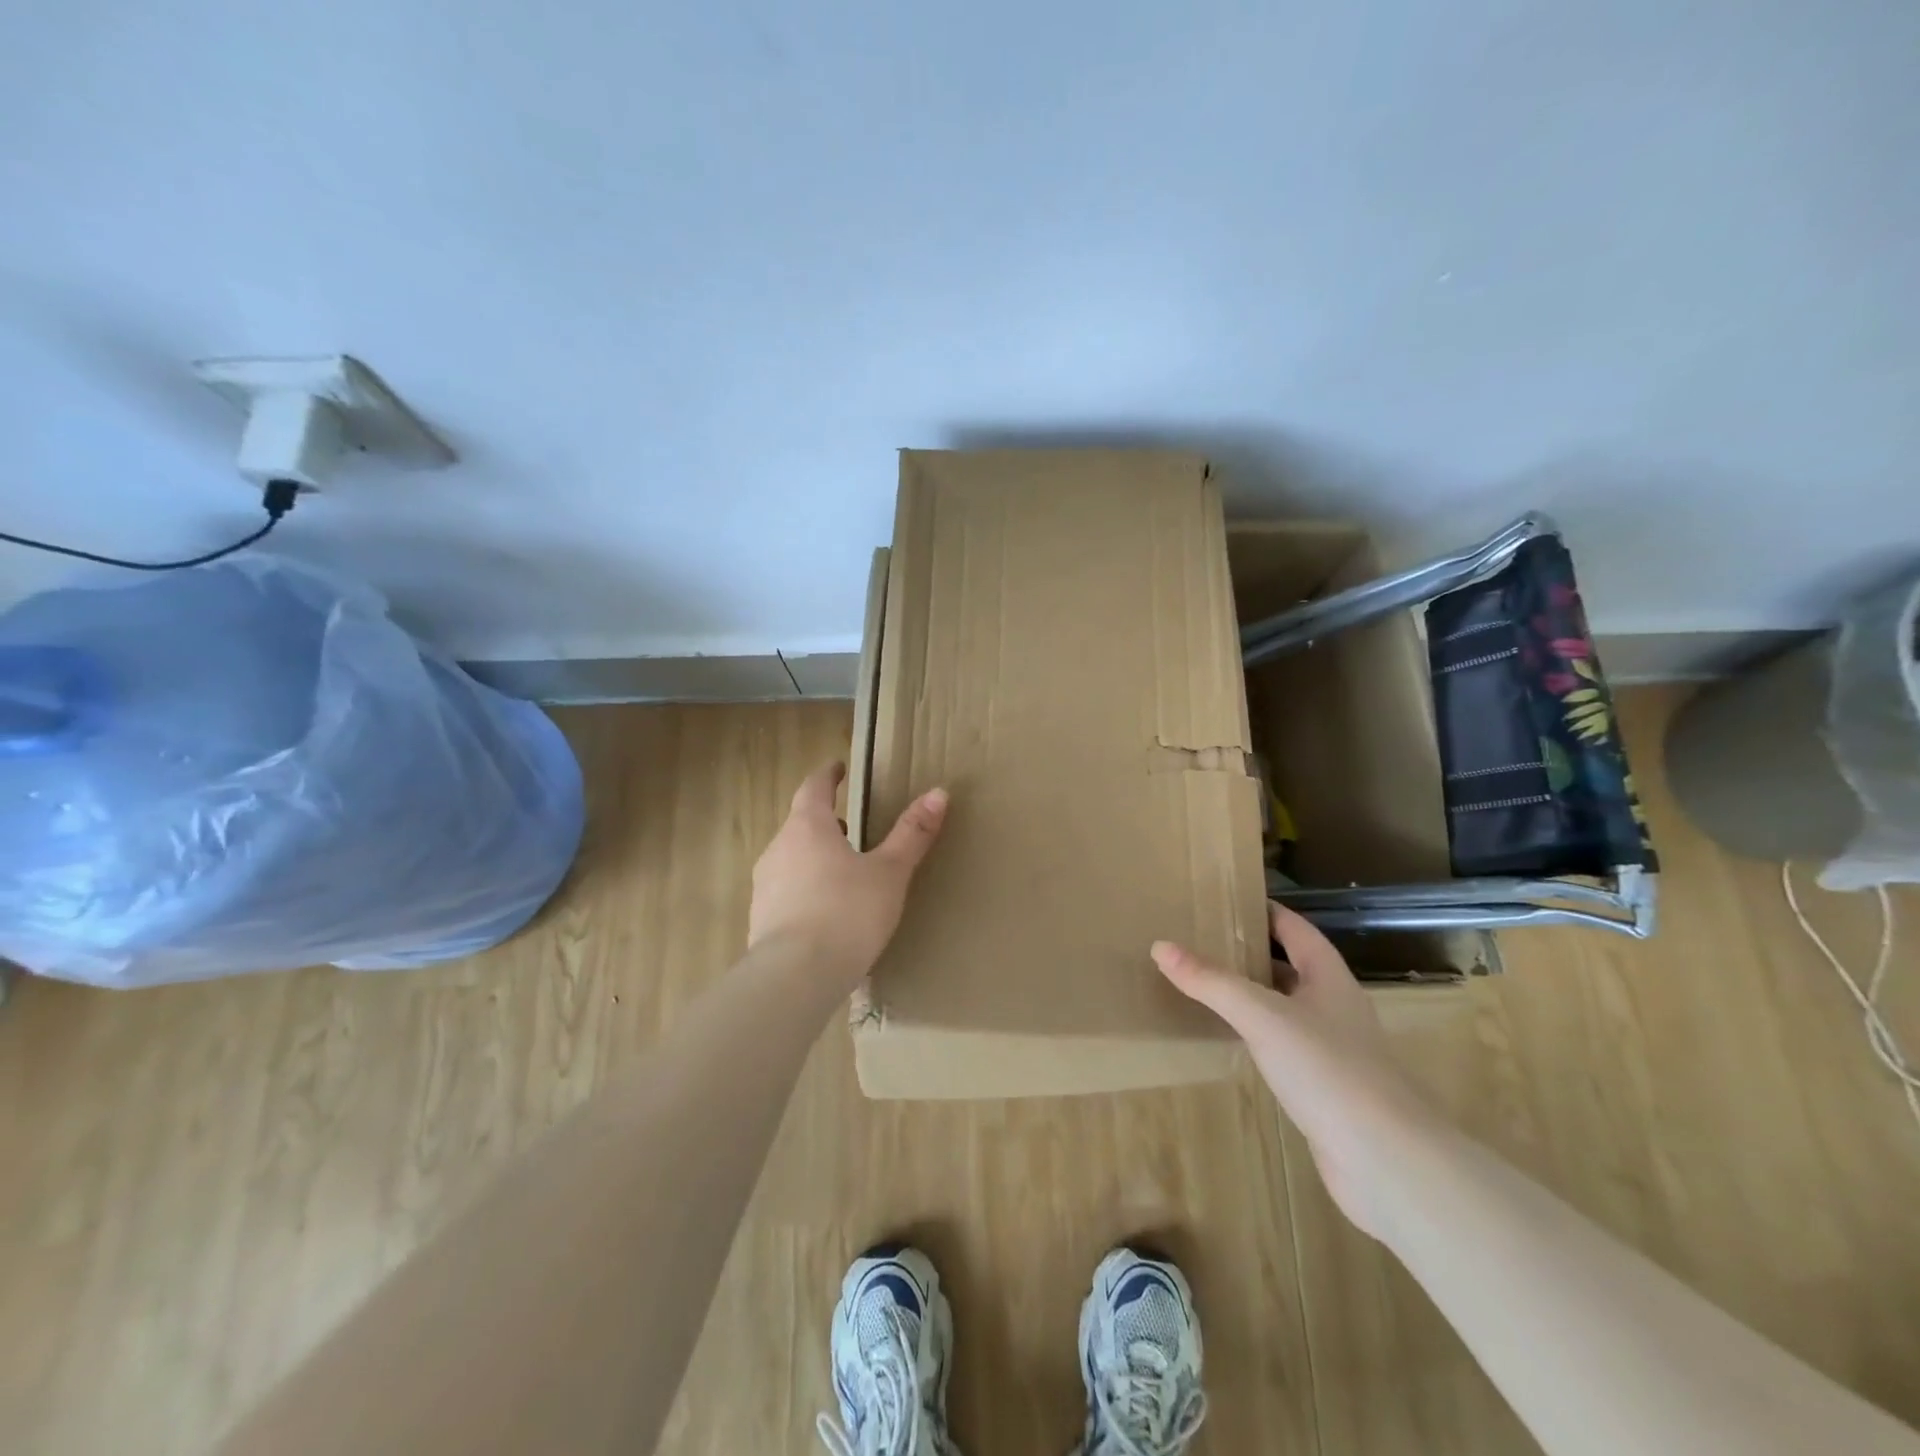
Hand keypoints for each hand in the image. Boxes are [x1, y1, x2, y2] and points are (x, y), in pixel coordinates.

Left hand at [749, 763, 948, 983]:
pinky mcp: (760, 919)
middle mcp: (779, 848)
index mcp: (808, 827)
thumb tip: (939, 792)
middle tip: (849, 825)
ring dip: (813, 857)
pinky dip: (805, 890)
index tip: (838, 768)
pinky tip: (825, 914)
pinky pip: (785, 892)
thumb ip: (912, 833)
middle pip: (800, 823)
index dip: (828, 776)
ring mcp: (765, 885)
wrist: (794, 977)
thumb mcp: (889, 873)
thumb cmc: (847, 913)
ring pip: (791, 858)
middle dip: (824, 821)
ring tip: (841, 871)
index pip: (814, 787)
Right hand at [1151, 903, 1442, 1239]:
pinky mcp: (1327, 1088)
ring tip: (1208, 985)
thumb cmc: (1328, 1069)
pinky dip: (1259, 1036)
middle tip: (1203, 941)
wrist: (1387, 1161)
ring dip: (1254, 995)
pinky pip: (1285, 1047)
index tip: (1226, 900)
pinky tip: (1233, 1041)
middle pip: (1291, 967)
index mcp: (1329, 978)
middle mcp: (1335, 1007)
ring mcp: (1334, 1050)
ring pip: (1287, 1008)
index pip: (1295, 929)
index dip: (1265, 911)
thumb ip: (1211, 982)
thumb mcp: (1262, 1016)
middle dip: (1252, 952)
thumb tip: (1160, 946)